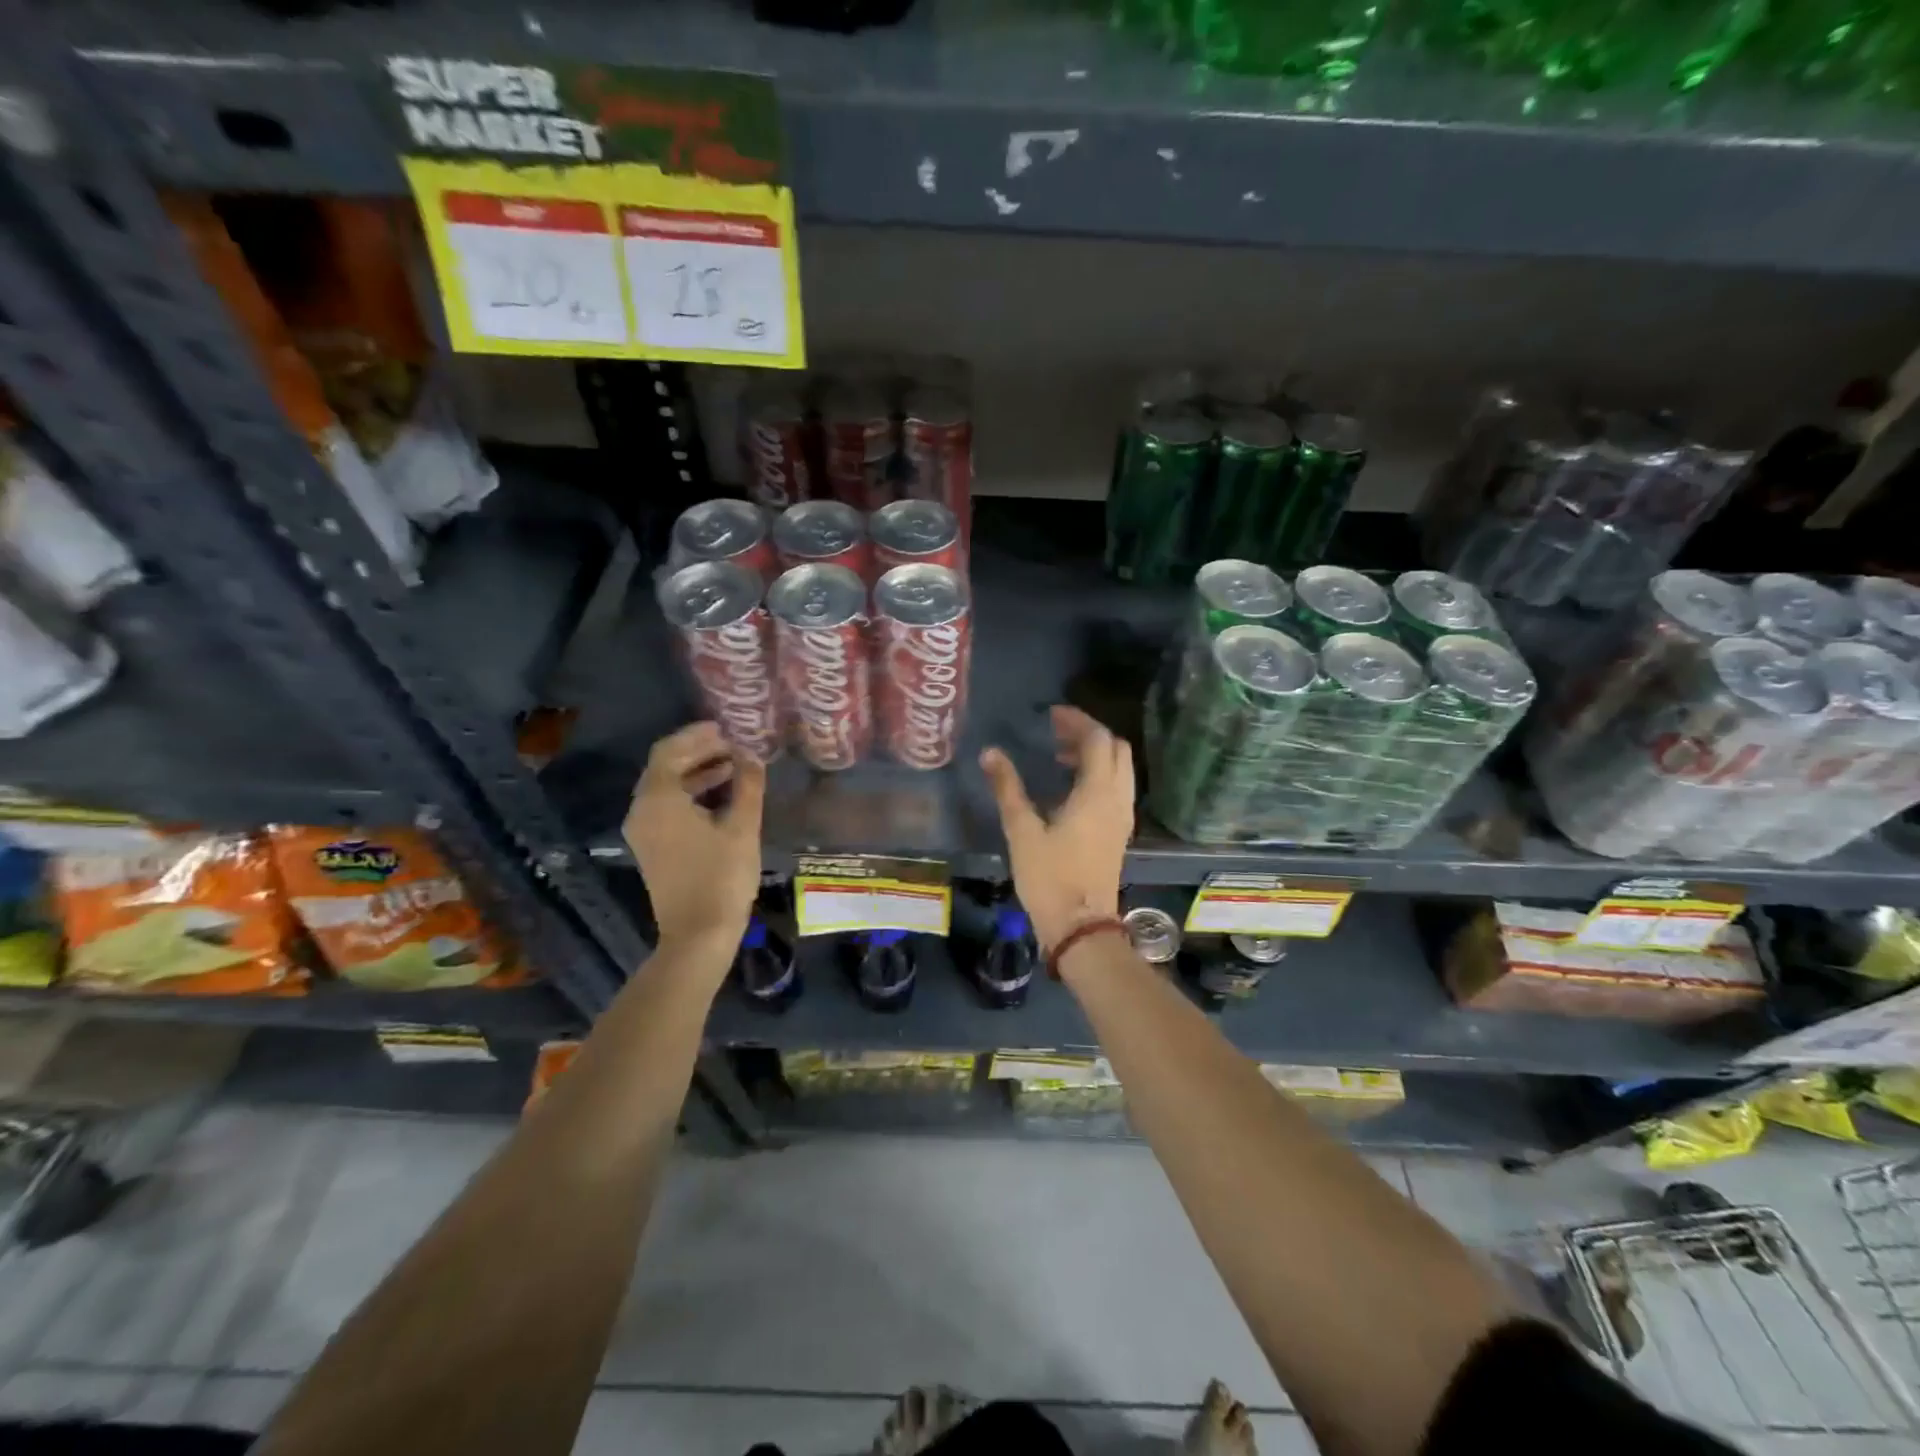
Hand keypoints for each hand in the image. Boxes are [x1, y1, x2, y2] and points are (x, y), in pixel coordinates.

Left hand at [624, 723, 765, 958]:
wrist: (698, 935)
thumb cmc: (721, 877)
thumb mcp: (742, 826)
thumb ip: (747, 784)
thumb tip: (751, 755)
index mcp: (659, 799)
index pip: (670, 750)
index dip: (697, 735)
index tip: (726, 727)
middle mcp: (642, 810)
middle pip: (665, 766)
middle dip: (698, 751)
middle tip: (733, 743)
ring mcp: (644, 831)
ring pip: (666, 787)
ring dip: (697, 772)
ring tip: (734, 765)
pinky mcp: (652, 847)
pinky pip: (667, 806)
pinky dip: (691, 793)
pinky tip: (722, 795)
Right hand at [980, 706, 1133, 951]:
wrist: (1080, 927)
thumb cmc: (1050, 878)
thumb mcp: (1022, 831)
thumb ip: (1008, 788)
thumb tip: (990, 753)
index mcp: (1097, 793)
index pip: (1098, 739)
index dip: (1076, 720)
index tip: (1051, 715)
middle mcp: (1117, 799)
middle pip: (1116, 749)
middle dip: (1089, 733)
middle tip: (1056, 732)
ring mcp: (1122, 816)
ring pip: (1120, 768)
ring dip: (1096, 754)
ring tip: (1060, 756)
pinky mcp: (1119, 832)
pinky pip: (1117, 787)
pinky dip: (1099, 774)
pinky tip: (1071, 787)